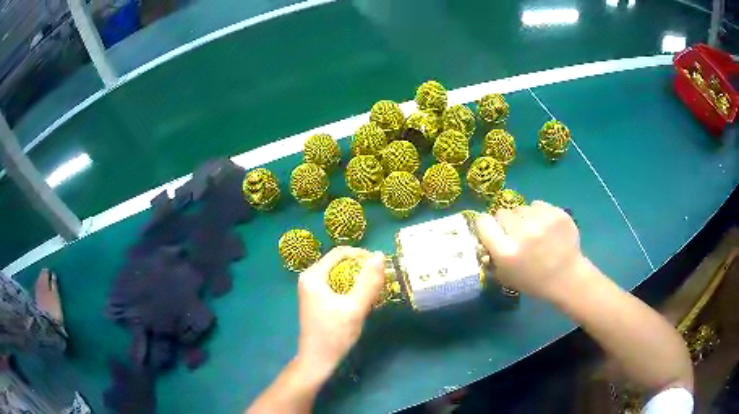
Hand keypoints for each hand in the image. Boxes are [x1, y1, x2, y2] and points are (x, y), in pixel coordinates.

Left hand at [296, 247, 384, 379]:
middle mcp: (309, 278)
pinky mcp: (317, 299)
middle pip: (339, 263)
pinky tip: (362, 301)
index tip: (381, 266)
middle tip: (380, 281)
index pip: (340, 252)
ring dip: (358, 280)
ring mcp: (312, 289)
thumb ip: (368, 282)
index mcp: (313, 275)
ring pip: (340, 275)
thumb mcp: (355, 308)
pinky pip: (337, 285)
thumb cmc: (334, 334)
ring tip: (374, 292)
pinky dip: (351, 289)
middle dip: (361, 269)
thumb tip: (380, 255)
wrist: (318, 360)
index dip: (362, 255)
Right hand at [475, 201, 583, 299]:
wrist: (567, 277)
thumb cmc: (534, 281)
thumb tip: (485, 239)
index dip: (485, 225)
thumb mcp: (505, 276)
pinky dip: (538, 213)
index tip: (491, 230)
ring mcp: (541, 221)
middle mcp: (521, 233)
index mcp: (506, 251)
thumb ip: (492, 256)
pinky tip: (545, 227)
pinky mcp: (556, 213)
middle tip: (515, 234)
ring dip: (523, 218)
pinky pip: (537, 205)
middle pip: (502, 213)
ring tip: (533, 231)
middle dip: (506, 223)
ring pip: (520, 208)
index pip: (482, 222)